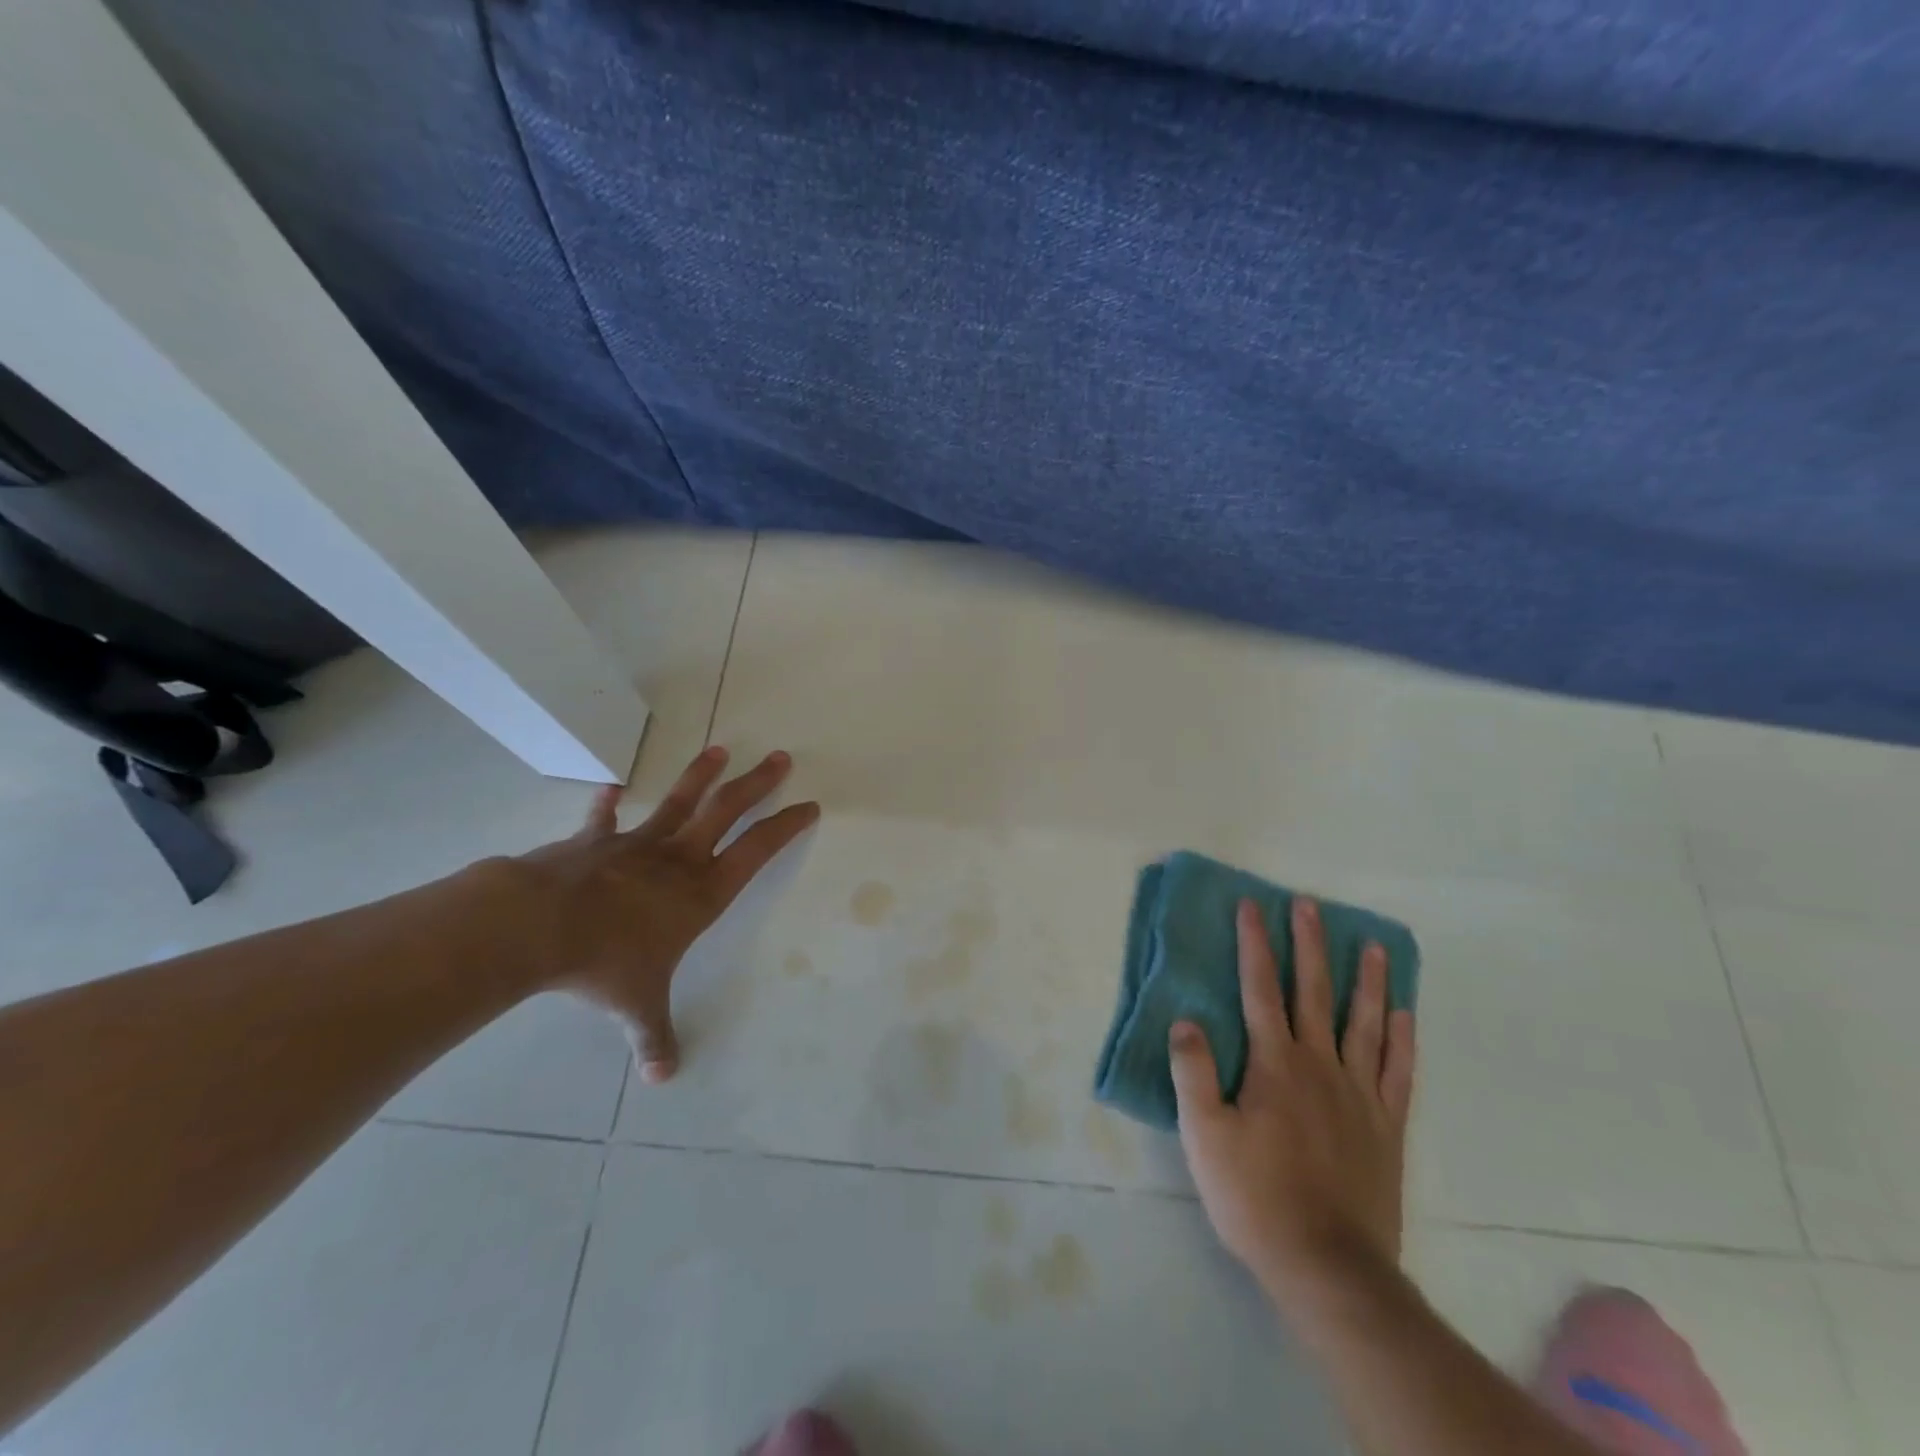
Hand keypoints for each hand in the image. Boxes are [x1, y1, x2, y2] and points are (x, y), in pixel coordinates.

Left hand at [511, 745, 818, 1083]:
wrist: (538, 925)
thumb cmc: (604, 963)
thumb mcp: (637, 1006)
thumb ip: (654, 1038)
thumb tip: (664, 1078)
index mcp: (700, 893)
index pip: (757, 852)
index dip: (785, 827)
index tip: (808, 806)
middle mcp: (677, 860)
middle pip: (726, 811)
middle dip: (756, 784)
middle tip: (780, 757)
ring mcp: (635, 845)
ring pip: (678, 803)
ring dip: (700, 776)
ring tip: (719, 750)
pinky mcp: (593, 842)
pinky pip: (602, 820)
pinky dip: (606, 805)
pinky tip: (609, 788)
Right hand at [1170, 896, 1415, 1305]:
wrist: (1328, 1265)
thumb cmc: (1255, 1196)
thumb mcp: (1204, 1134)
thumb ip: (1195, 1072)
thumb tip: (1186, 1020)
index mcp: (1274, 1063)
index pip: (1260, 988)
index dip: (1255, 944)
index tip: (1252, 906)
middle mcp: (1319, 1065)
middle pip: (1313, 992)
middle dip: (1308, 945)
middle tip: (1309, 905)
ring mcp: (1359, 1094)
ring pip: (1364, 1023)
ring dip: (1366, 980)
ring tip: (1372, 945)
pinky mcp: (1386, 1126)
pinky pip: (1397, 1071)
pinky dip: (1402, 1038)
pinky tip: (1405, 1013)